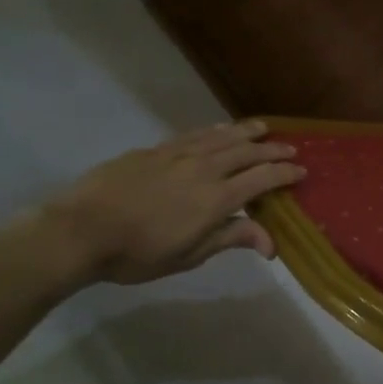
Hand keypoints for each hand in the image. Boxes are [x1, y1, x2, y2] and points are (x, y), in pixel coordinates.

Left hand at [36, 122, 305, 285]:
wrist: (79, 231)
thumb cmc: (137, 253)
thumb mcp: (190, 255)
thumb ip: (232, 239)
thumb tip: (272, 245)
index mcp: (217, 198)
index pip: (263, 179)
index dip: (286, 174)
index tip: (302, 172)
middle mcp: (203, 169)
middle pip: (247, 153)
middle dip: (272, 150)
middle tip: (290, 149)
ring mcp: (177, 155)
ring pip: (221, 137)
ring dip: (246, 132)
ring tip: (262, 128)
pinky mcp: (154, 150)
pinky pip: (194, 135)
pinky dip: (214, 130)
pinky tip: (219, 129)